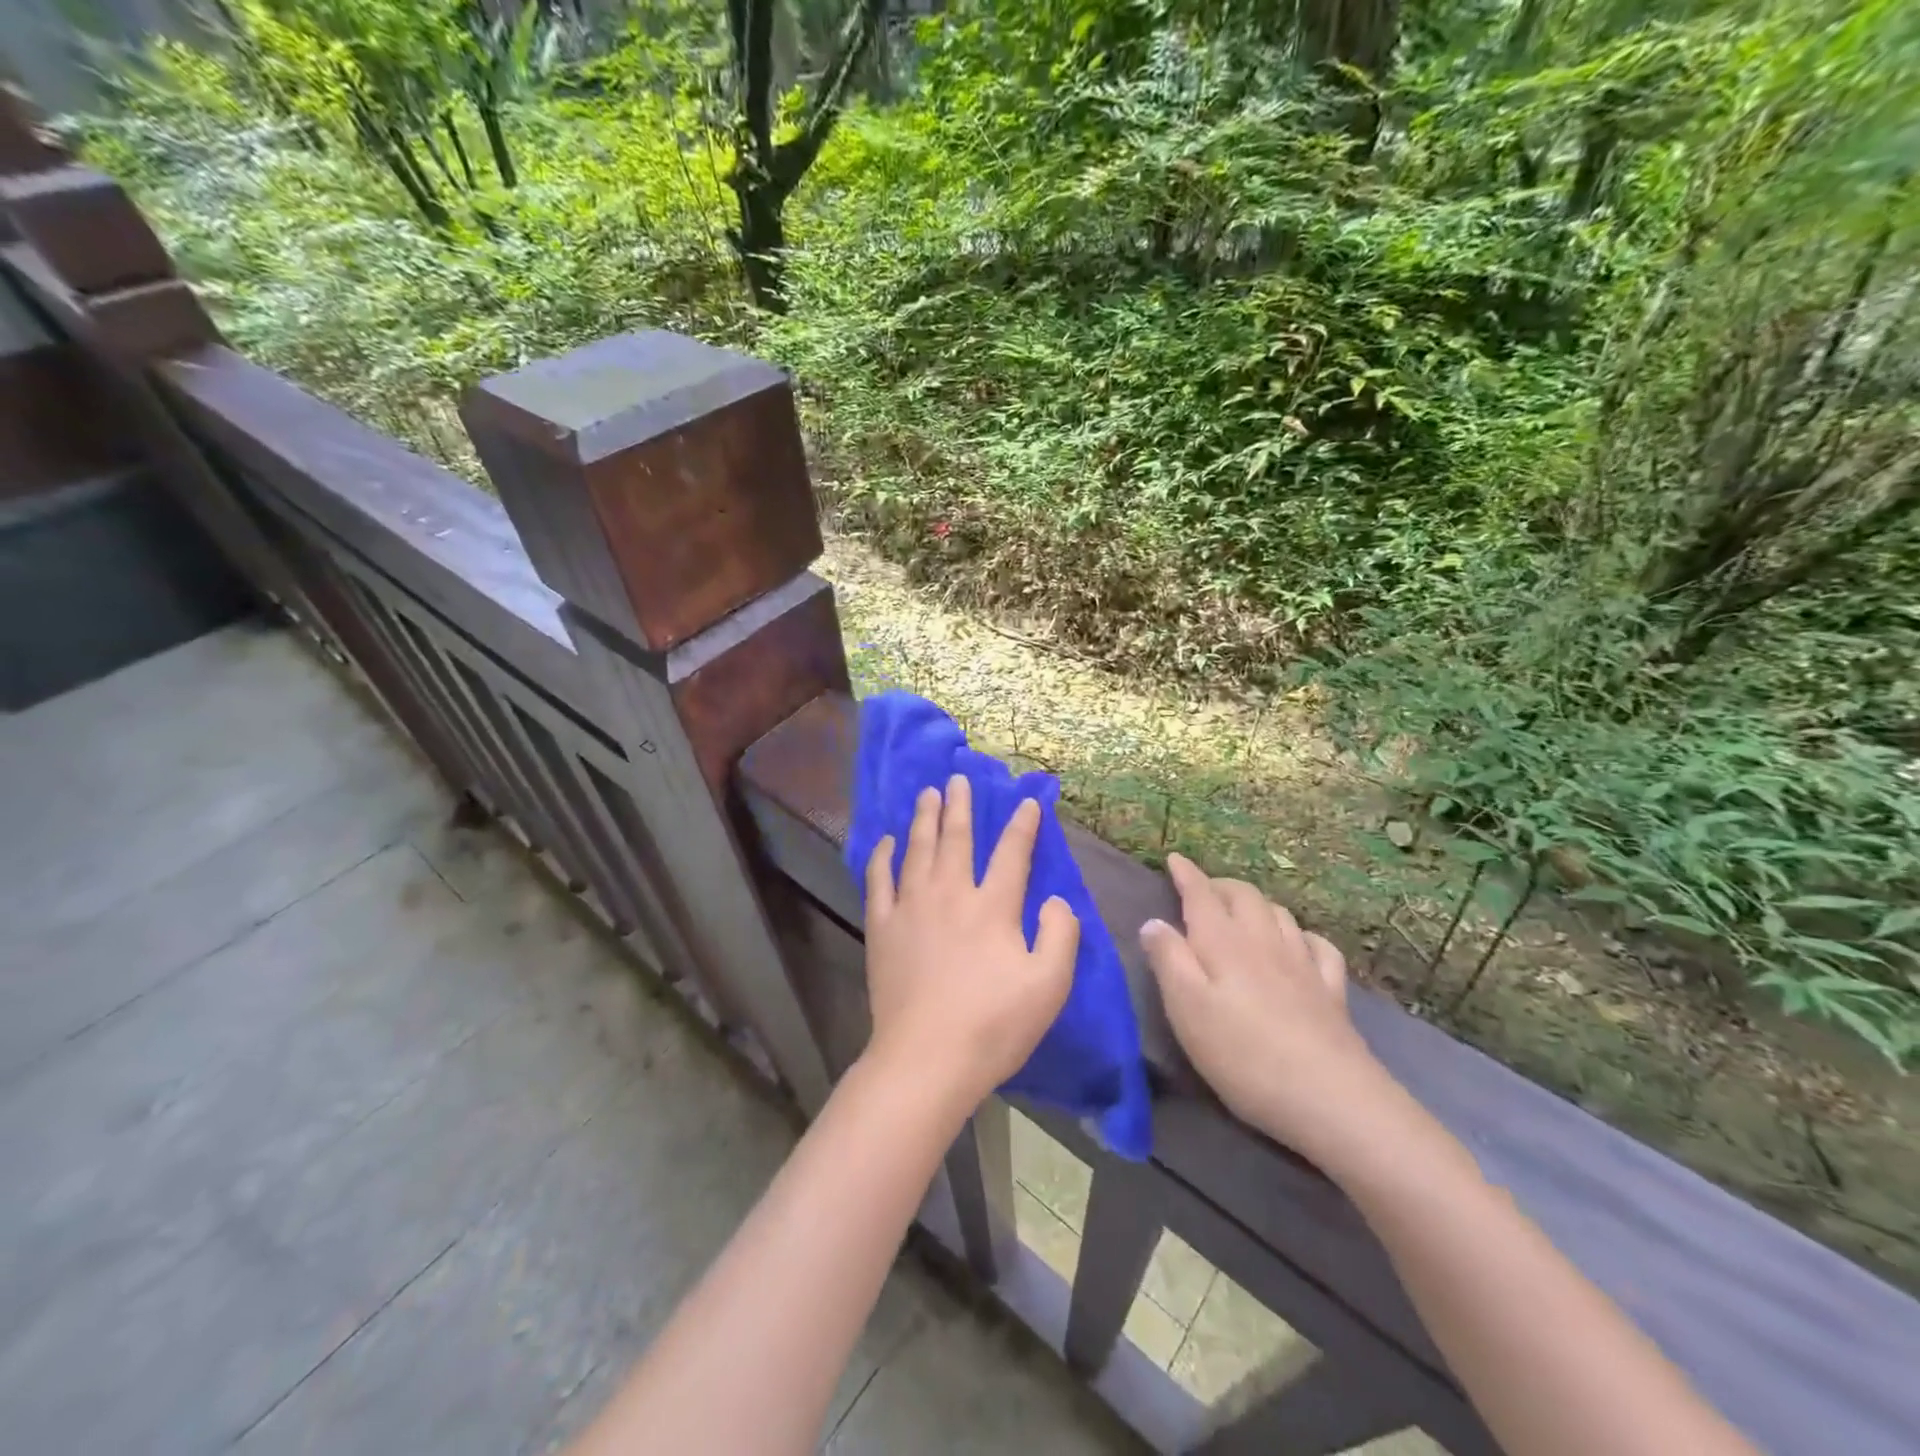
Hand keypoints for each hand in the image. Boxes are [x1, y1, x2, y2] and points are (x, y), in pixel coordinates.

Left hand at [862, 776, 1079, 1106]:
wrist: (926, 1058)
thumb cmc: (993, 1024)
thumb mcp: (1049, 985)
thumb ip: (1061, 934)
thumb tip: (1057, 900)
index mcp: (993, 907)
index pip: (1012, 853)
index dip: (1022, 825)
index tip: (1027, 801)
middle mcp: (950, 895)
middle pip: (956, 839)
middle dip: (961, 806)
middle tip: (959, 778)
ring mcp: (910, 908)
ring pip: (918, 849)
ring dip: (924, 818)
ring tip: (928, 794)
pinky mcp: (881, 928)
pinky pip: (879, 880)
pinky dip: (883, 856)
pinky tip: (888, 841)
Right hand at [1140, 853, 1383, 1159]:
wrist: (1329, 1098)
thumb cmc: (1242, 1053)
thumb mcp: (1186, 1008)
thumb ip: (1168, 959)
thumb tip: (1153, 922)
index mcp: (1223, 942)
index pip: (1201, 895)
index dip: (1186, 874)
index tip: (1174, 858)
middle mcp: (1263, 941)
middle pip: (1243, 896)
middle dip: (1220, 885)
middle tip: (1202, 889)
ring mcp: (1302, 964)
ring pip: (1278, 913)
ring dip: (1256, 902)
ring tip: (1242, 910)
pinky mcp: (1330, 991)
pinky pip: (1318, 945)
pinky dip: (1301, 934)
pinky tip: (1299, 944)